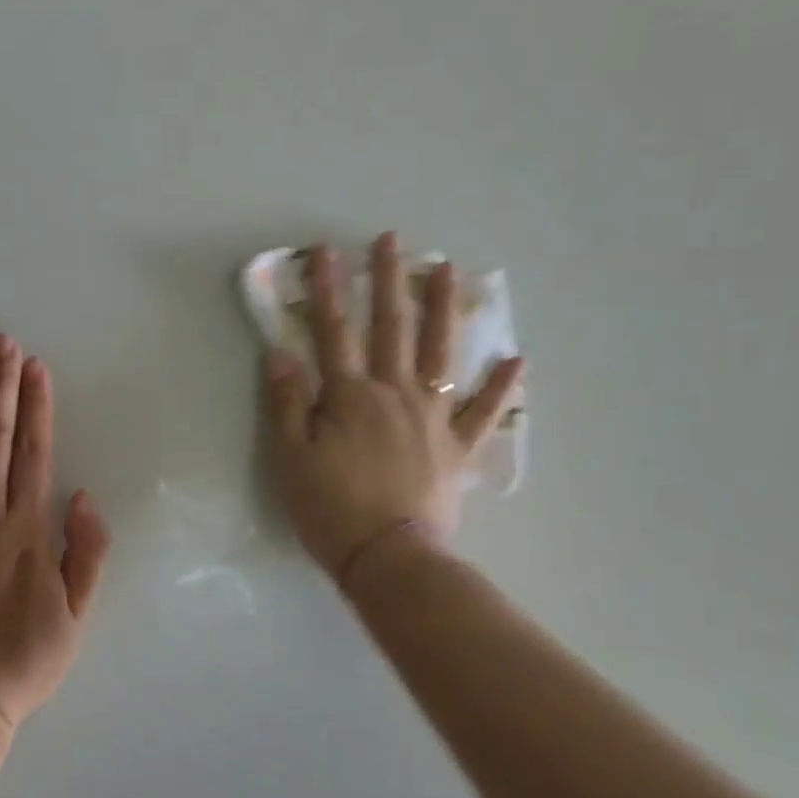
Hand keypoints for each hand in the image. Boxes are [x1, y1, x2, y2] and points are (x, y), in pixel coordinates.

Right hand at [265, 235, 523, 578]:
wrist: (389, 558)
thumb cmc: (330, 508)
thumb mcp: (290, 458)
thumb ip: (287, 404)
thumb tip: (281, 353)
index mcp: (350, 395)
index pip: (333, 330)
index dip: (326, 288)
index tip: (325, 250)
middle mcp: (395, 392)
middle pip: (390, 327)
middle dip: (388, 280)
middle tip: (393, 240)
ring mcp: (433, 416)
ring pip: (441, 352)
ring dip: (442, 308)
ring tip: (449, 270)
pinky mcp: (458, 446)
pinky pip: (483, 411)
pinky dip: (502, 386)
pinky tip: (517, 359)